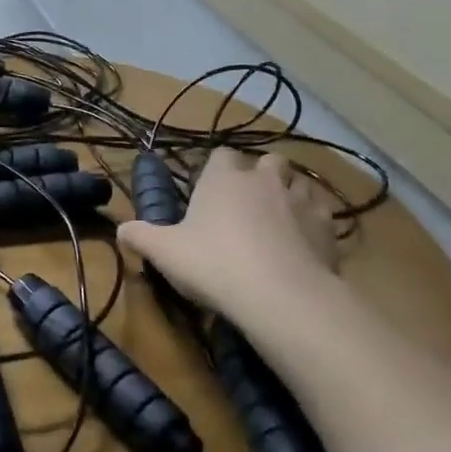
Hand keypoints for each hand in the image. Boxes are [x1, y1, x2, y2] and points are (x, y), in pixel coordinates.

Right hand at [118, 150, 341, 327]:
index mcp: (223, 177)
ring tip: (278, 221)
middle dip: (259, 176)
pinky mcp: (329, 228)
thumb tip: (120, 229)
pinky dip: (313, 222)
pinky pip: (322, 213)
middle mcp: (264, 179)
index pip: (220, 155)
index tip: (209, 191)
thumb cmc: (214, 264)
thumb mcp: (165, 253)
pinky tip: (303, 244)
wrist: (281, 296)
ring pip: (299, 183)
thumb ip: (140, 237)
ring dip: (289, 195)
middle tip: (246, 204)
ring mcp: (301, 200)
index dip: (216, 169)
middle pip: (266, 161)